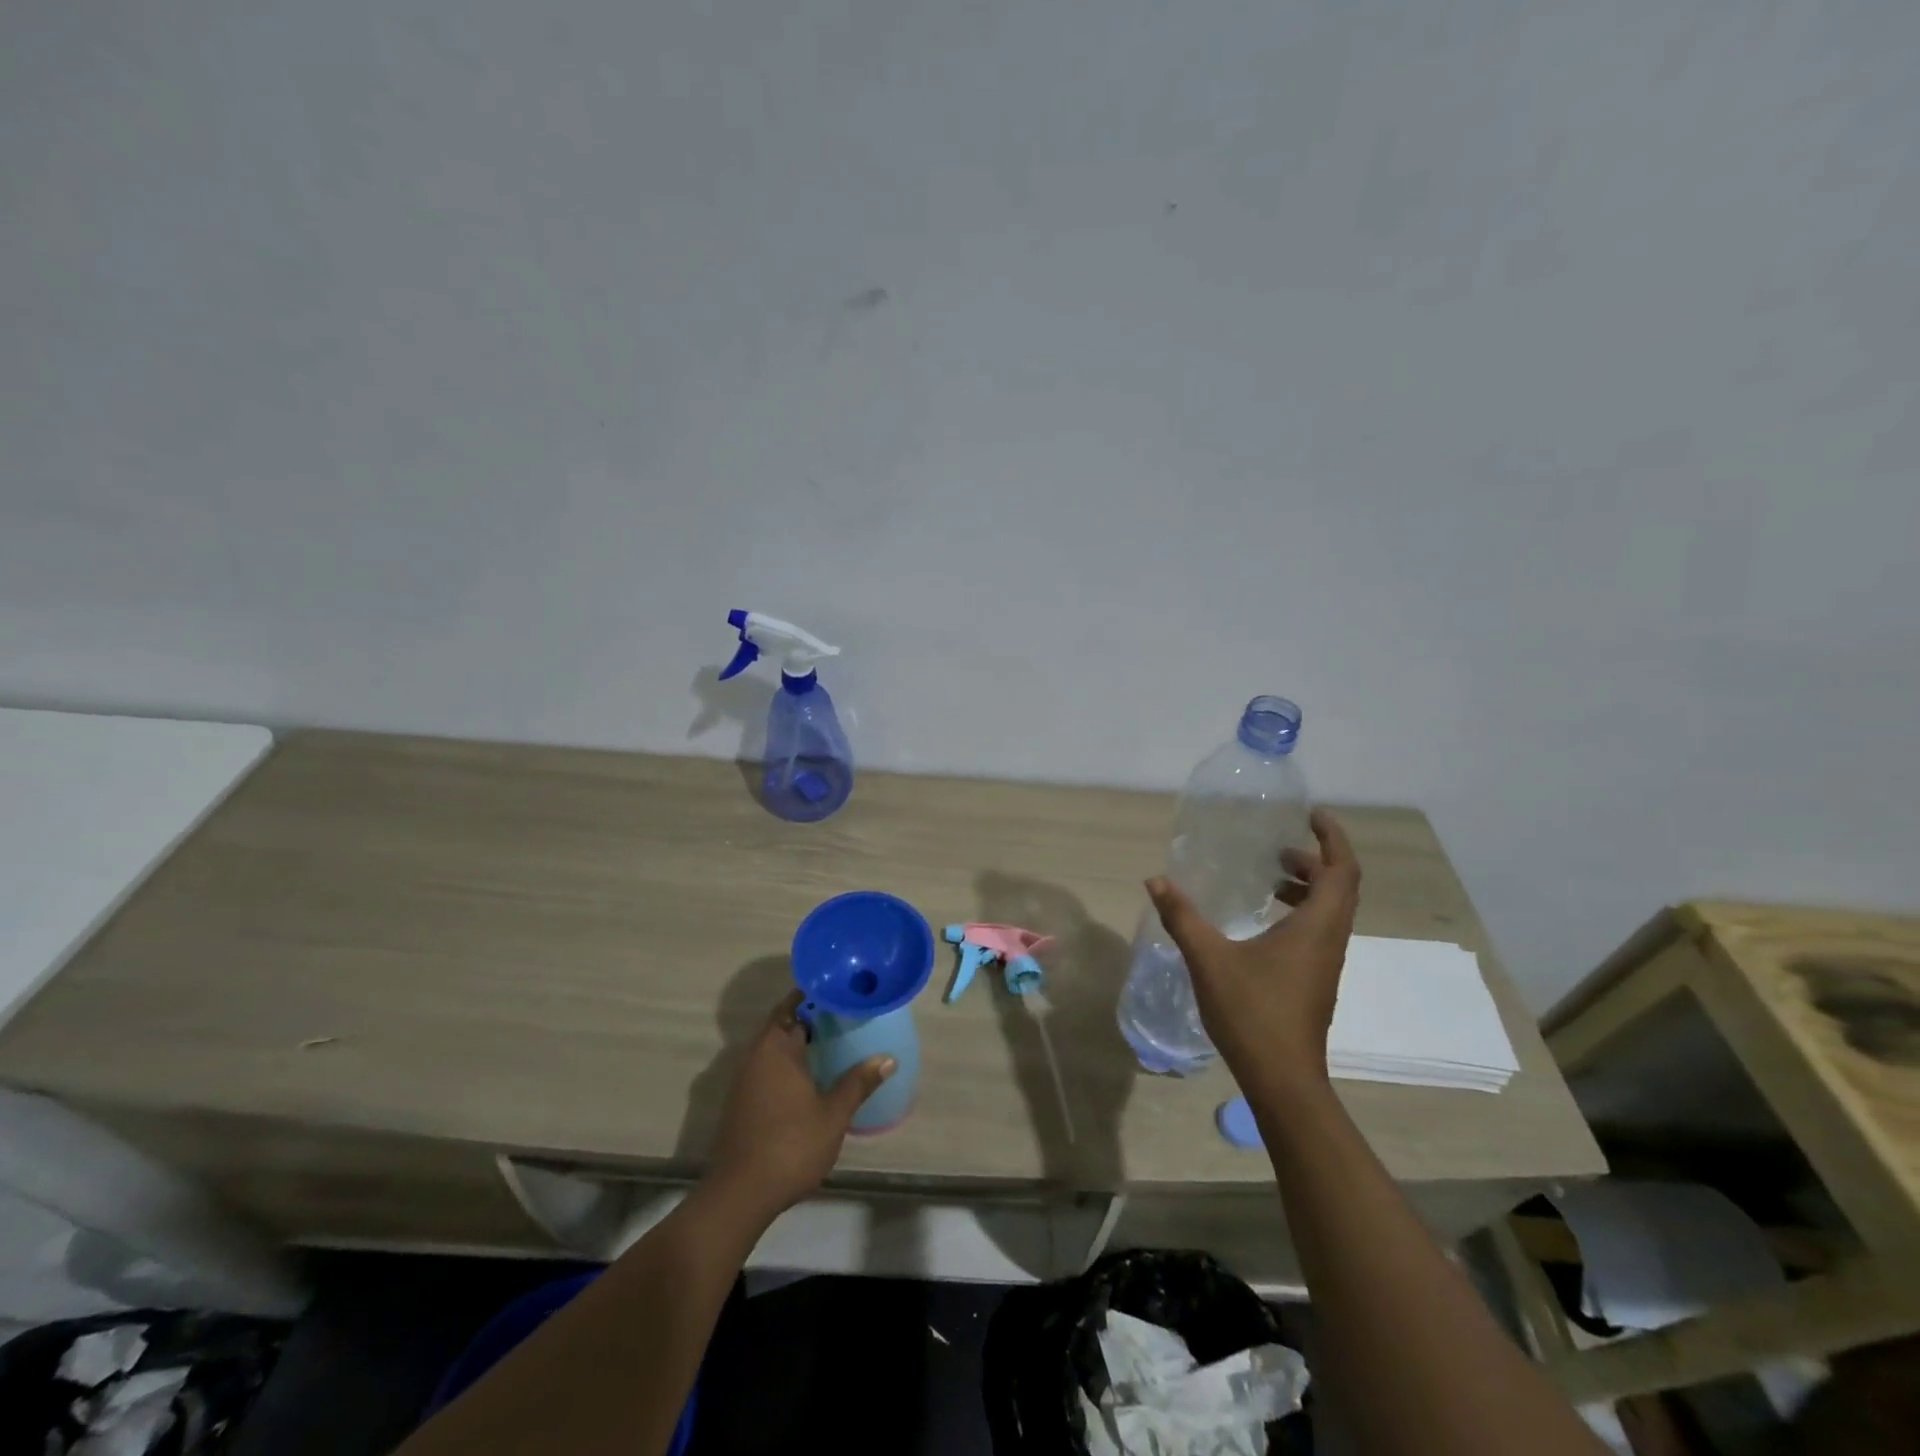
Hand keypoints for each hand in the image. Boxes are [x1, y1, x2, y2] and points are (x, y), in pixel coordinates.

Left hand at [704, 990, 895, 1224]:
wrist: (740, 1194)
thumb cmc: (791, 1145)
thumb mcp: (834, 1114)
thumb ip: (858, 1082)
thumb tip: (887, 1058)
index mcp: (776, 1048)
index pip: (793, 1005)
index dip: (816, 995)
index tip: (841, 990)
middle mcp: (755, 1056)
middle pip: (783, 1024)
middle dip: (811, 1018)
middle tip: (845, 1015)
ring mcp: (744, 1080)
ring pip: (774, 1047)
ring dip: (799, 1042)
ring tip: (834, 1042)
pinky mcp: (741, 1102)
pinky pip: (767, 1067)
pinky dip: (788, 1063)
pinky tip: (811, 1077)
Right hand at [1146, 808, 1360, 1099]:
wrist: (1282, 1080)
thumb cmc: (1252, 1012)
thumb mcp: (1208, 958)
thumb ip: (1182, 916)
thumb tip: (1155, 880)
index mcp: (1316, 927)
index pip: (1342, 870)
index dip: (1332, 837)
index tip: (1311, 814)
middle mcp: (1329, 940)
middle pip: (1340, 887)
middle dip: (1315, 859)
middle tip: (1278, 847)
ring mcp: (1325, 963)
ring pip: (1330, 911)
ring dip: (1307, 887)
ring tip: (1269, 878)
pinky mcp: (1315, 980)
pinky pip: (1318, 931)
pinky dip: (1299, 912)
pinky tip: (1262, 922)